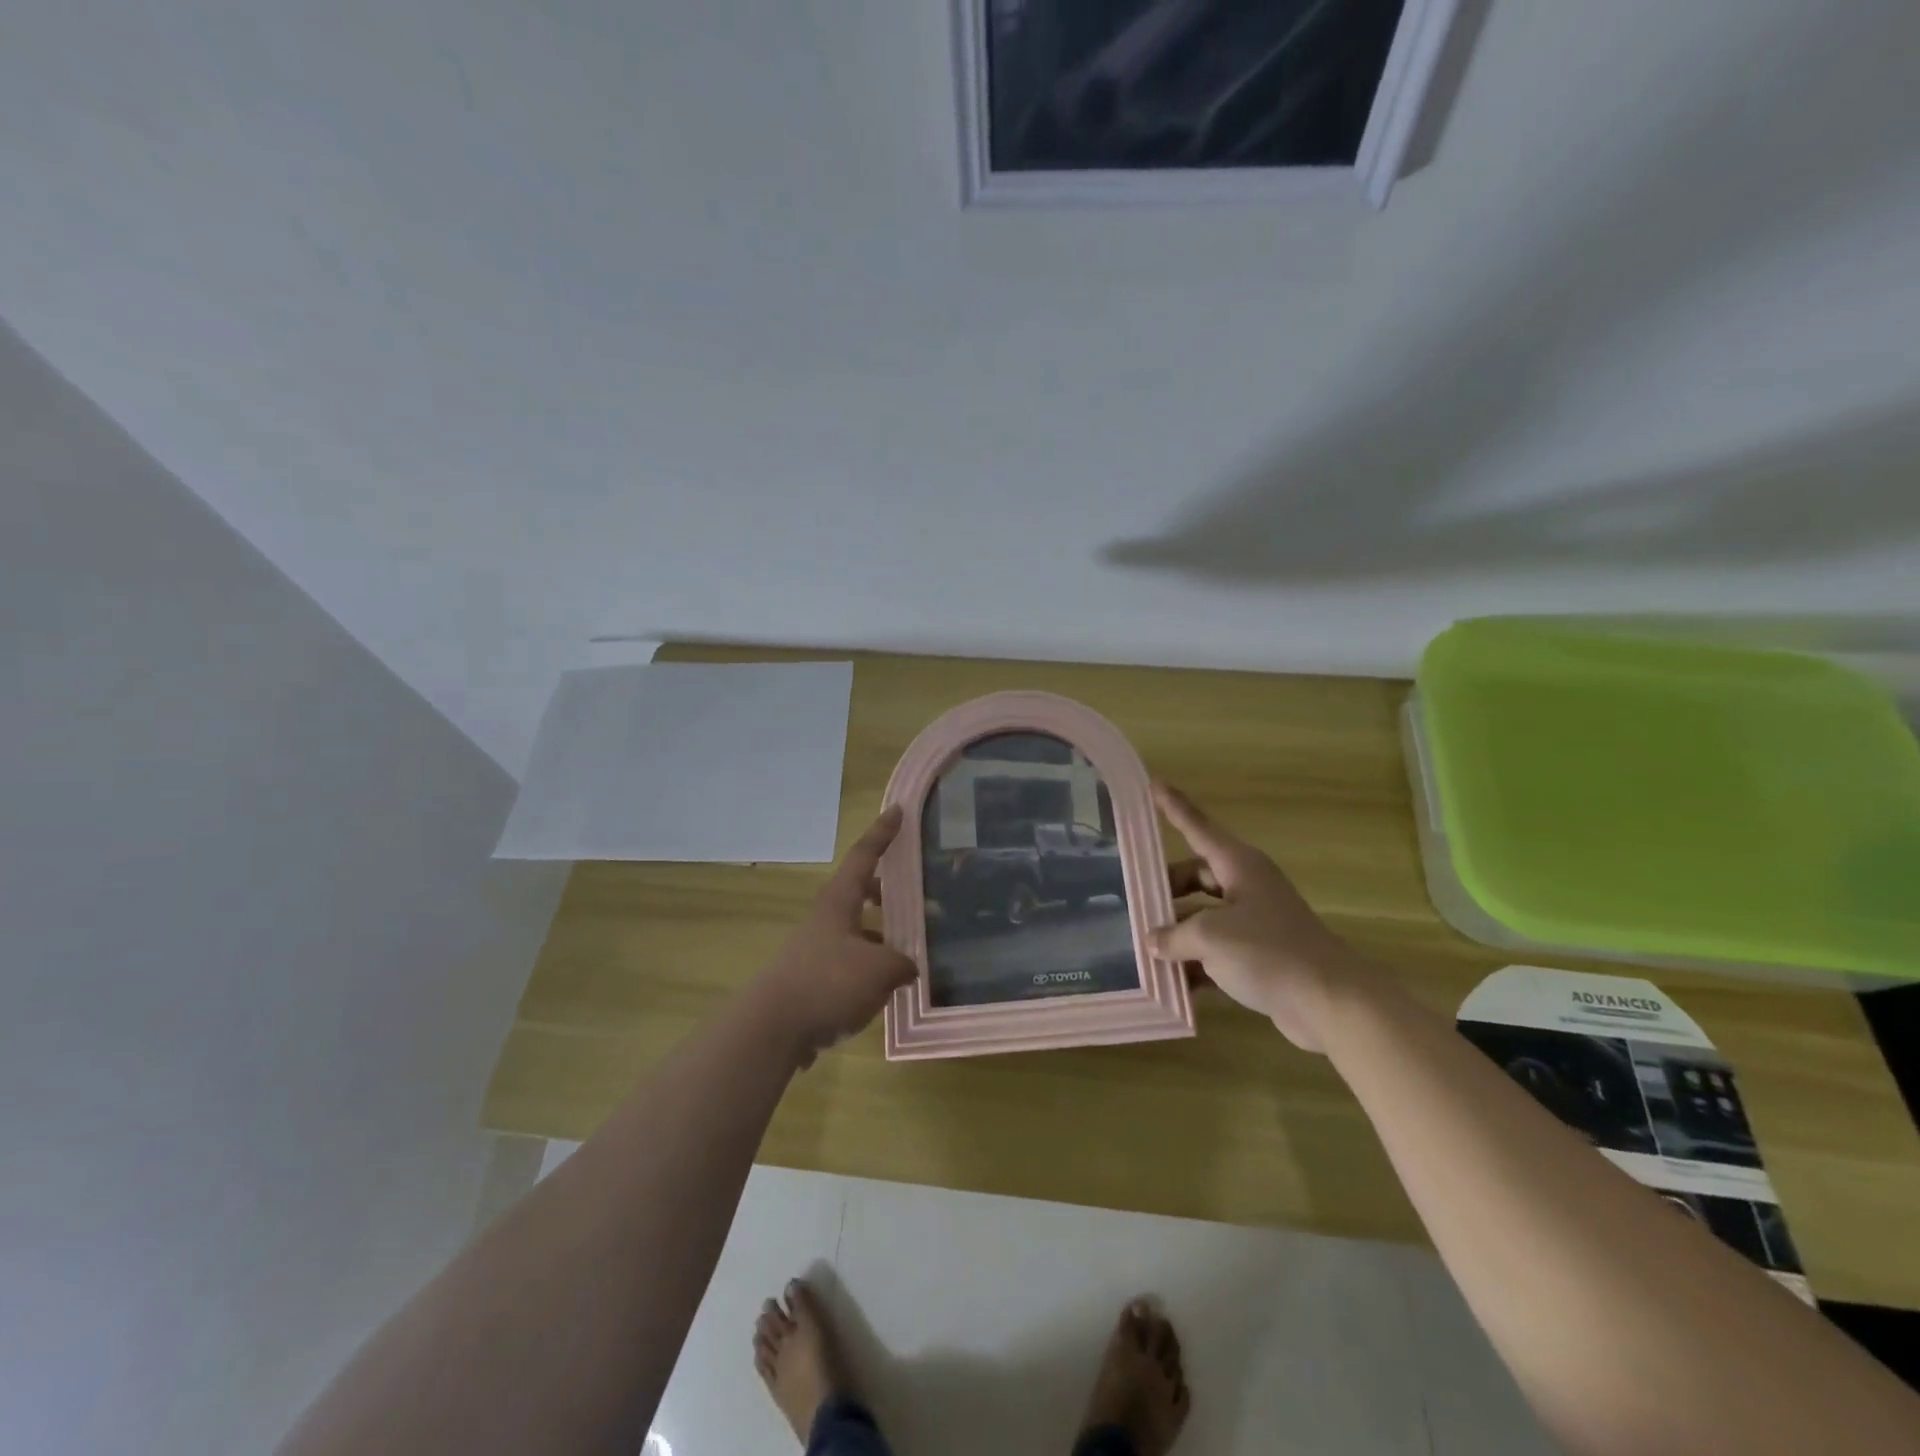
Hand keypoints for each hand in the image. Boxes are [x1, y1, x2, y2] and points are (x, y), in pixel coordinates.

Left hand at [754, 806, 918, 1066]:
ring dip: (879, 936)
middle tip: (910, 896)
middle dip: (884, 891)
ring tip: (908, 953)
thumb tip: (909, 966)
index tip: (898, 810)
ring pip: (854, 932)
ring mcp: (814, 951)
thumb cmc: (828, 983)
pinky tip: (884, 990)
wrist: (771, 1029)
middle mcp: (825, 920)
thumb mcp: (880, 970)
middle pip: (857, 893)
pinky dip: (867, 969)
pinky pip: (846, 965)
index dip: (882, 833)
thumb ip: (902, 963)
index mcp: (839, 902)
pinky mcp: (809, 982)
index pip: (863, 856)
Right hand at [1151, 782, 1366, 1052]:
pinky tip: (1170, 984)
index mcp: (1238, 866)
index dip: (1174, 807)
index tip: (1153, 783)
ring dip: (1177, 933)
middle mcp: (1246, 887)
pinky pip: (1216, 952)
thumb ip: (1174, 935)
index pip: (1197, 827)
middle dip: (1166, 890)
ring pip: (1203, 917)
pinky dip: (1195, 964)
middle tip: (1136, 904)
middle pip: (1195, 877)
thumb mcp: (1210, 937)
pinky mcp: (1260, 956)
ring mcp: (1254, 922)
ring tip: (1145, 949)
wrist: (1330, 1002)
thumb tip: (1153, 940)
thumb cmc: (1269, 952)